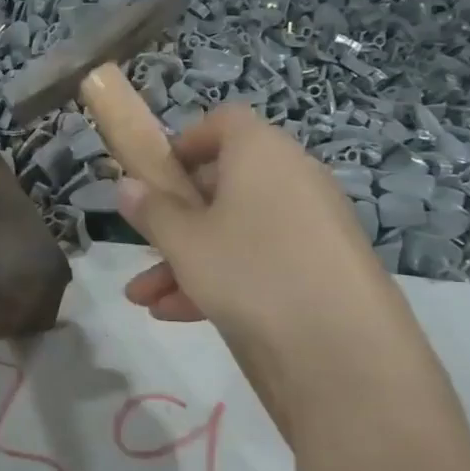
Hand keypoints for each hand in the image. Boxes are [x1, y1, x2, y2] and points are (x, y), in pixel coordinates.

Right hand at [117, 105, 411, 392]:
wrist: (343, 348)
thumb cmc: (250, 270)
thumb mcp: (184, 241)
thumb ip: (151, 210)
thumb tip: (126, 185)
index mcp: (261, 153)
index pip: (223, 122)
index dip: (185, 142)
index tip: (155, 176)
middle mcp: (292, 178)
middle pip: (224, 182)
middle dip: (175, 217)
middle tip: (143, 244)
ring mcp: (311, 224)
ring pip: (236, 228)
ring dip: (187, 258)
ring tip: (144, 297)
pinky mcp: (321, 266)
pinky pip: (261, 258)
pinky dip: (221, 277)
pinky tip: (177, 314)